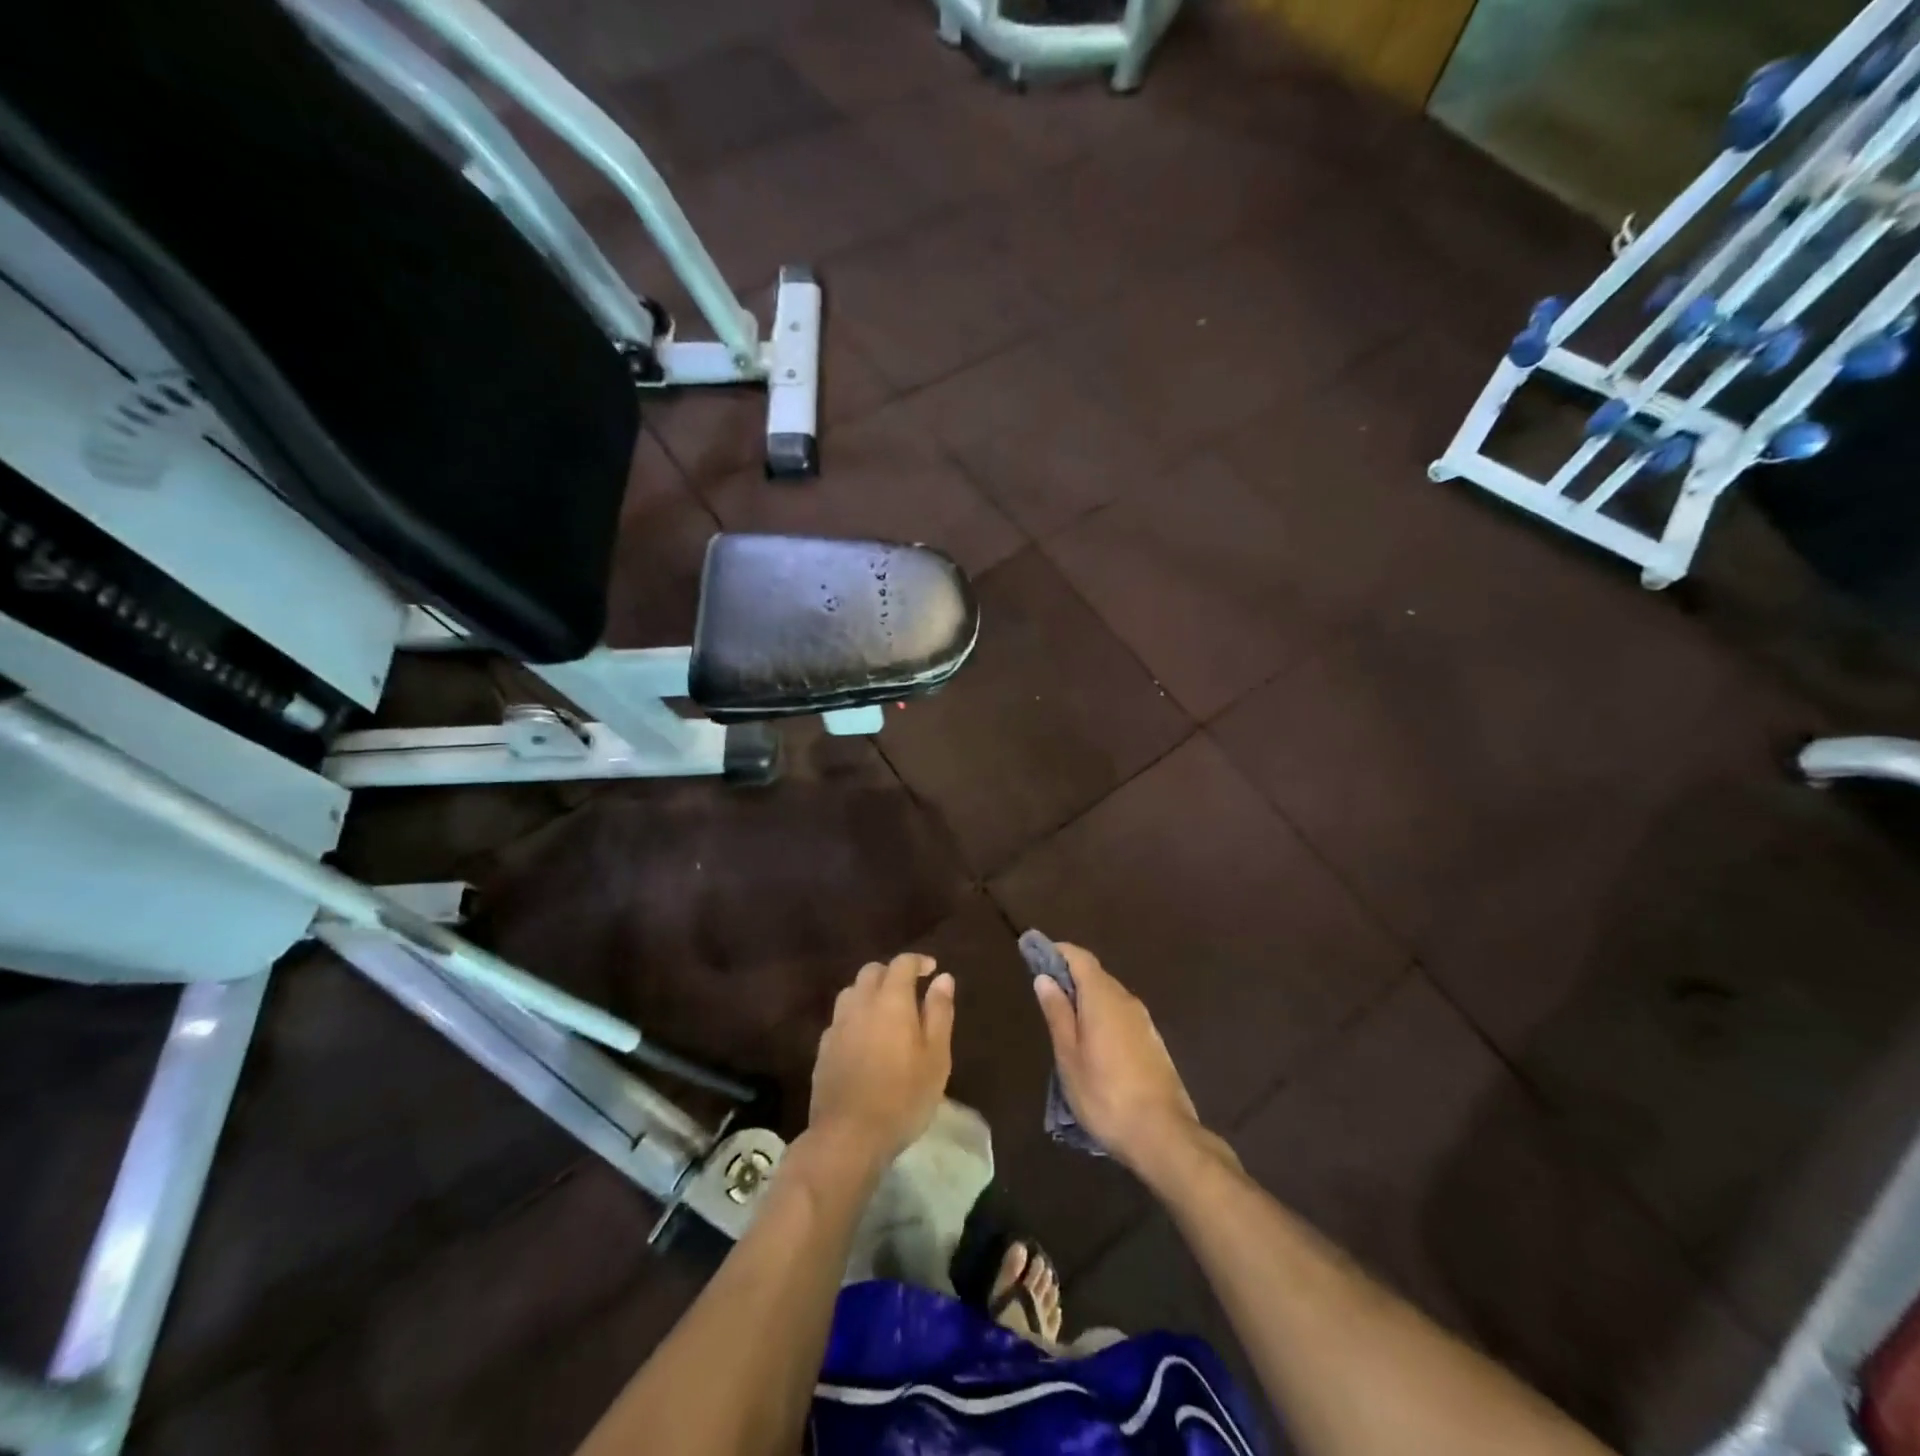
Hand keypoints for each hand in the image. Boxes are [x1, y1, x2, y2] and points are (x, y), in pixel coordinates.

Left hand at [808, 953, 954, 1169]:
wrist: (848, 1136)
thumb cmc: (903, 1096)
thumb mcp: (936, 1057)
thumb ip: (939, 1012)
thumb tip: (943, 978)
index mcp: (891, 1000)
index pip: (902, 964)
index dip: (918, 961)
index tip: (932, 969)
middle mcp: (860, 1003)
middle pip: (872, 971)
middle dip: (891, 973)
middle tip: (910, 990)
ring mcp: (837, 1025)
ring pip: (852, 991)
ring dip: (870, 991)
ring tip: (886, 1011)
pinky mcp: (823, 1048)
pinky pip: (840, 1018)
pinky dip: (855, 1016)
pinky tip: (864, 1037)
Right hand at [1033, 945, 1201, 1175]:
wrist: (1163, 1135)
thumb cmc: (1105, 1094)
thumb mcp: (1069, 1056)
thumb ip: (1057, 1013)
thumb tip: (1044, 977)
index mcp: (1103, 997)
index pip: (1079, 957)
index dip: (1057, 952)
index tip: (1035, 956)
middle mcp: (1126, 1000)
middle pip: (1095, 975)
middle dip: (1069, 978)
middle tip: (1044, 996)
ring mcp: (1144, 1022)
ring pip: (1109, 997)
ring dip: (1086, 1001)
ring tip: (1064, 1024)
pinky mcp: (1153, 1043)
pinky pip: (1121, 1016)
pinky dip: (1102, 1017)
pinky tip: (1092, 1045)